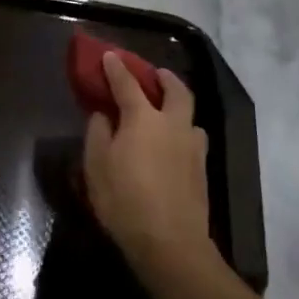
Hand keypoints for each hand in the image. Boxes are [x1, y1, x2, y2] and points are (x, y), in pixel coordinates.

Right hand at [83, 54, 212, 278]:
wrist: (170, 243)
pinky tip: (174, 146)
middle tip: (155, 74)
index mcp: (143, 118)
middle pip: (176, 91)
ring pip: (191, 117)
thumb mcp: (96, 164)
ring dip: (179, 108)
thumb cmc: (124, 199)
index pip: (127, 84)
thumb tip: (104, 115)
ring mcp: (192, 148)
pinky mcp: (202, 171)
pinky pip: (193, 140)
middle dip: (165, 78)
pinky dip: (183, 133)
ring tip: (167, 114)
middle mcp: (172, 125)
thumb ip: (98, 132)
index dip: (116, 68)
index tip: (109, 55)